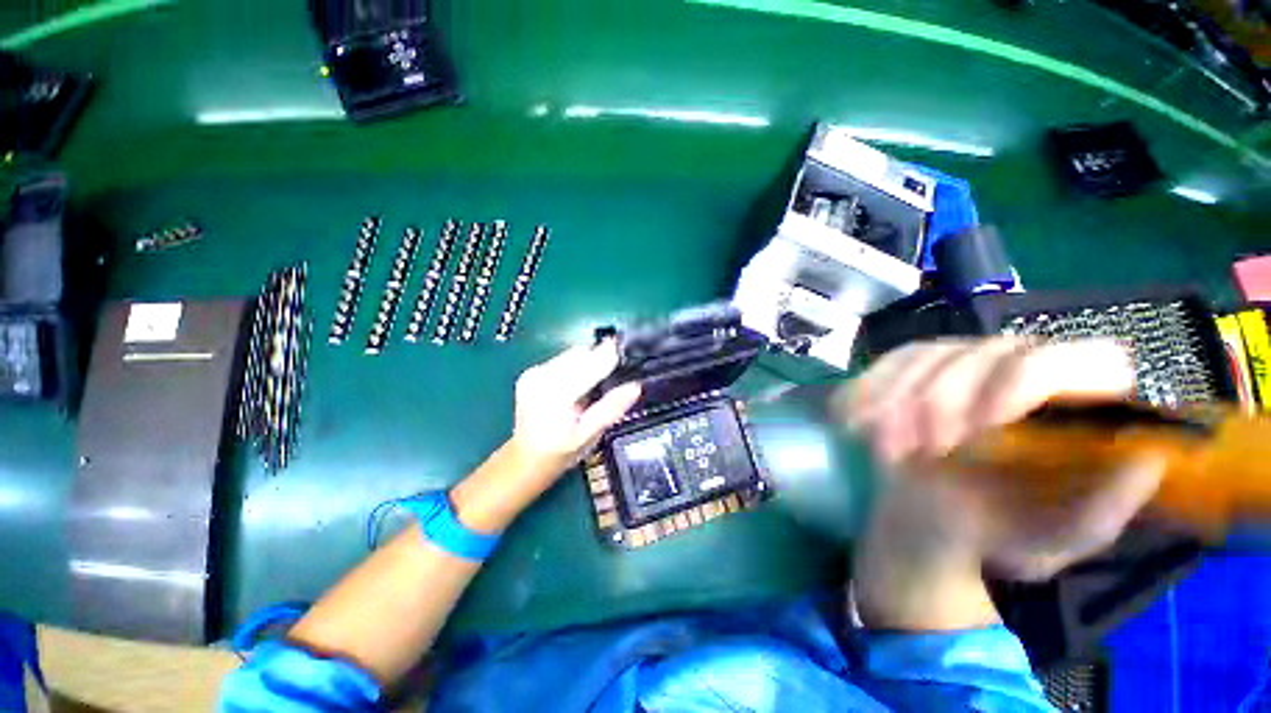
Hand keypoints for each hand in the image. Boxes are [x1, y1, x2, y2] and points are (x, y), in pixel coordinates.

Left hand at [510, 340, 642, 480]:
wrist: (526, 459)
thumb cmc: (560, 452)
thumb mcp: (590, 435)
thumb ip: (612, 408)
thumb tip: (636, 386)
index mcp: (556, 394)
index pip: (589, 363)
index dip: (611, 355)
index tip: (629, 352)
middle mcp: (541, 377)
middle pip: (580, 353)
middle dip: (599, 359)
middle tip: (613, 376)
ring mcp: (533, 373)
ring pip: (572, 354)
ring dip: (587, 362)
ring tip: (593, 385)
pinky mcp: (531, 372)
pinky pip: (562, 359)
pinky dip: (575, 367)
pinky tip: (577, 386)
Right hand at [836, 337, 1164, 580]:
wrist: (927, 519)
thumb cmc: (994, 531)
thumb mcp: (1053, 541)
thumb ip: (1100, 513)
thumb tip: (1146, 460)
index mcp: (1074, 404)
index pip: (1082, 358)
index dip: (1031, 382)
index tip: (987, 426)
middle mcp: (1022, 367)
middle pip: (987, 352)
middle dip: (947, 401)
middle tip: (927, 449)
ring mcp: (961, 360)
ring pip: (930, 353)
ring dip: (902, 400)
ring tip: (890, 447)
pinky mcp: (913, 365)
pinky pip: (890, 361)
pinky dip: (872, 390)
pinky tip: (859, 421)